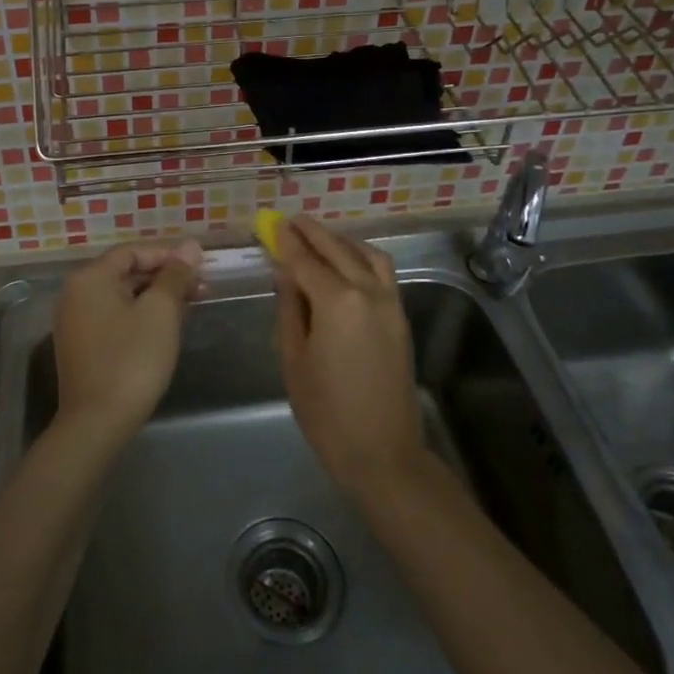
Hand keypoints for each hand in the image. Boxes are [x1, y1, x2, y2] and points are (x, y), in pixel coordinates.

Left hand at [53, 241, 202, 447]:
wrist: (97, 422)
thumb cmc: (132, 359)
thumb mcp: (160, 311)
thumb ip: (175, 275)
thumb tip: (191, 246)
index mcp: (90, 278)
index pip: (133, 252)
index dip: (168, 255)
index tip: (199, 269)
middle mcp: (76, 294)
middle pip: (126, 273)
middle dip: (165, 278)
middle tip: (201, 289)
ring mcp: (75, 322)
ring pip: (122, 297)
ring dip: (156, 298)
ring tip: (190, 308)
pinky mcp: (82, 347)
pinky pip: (114, 318)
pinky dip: (140, 316)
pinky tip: (165, 329)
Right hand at [273, 216, 427, 500]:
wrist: (382, 452)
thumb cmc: (326, 412)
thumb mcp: (294, 359)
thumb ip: (290, 309)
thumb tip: (286, 274)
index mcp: (336, 302)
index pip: (305, 261)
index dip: (287, 242)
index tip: (273, 223)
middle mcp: (367, 292)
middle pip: (337, 250)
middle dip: (313, 233)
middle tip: (292, 221)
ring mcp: (390, 303)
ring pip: (366, 255)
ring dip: (341, 241)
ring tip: (319, 237)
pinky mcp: (400, 317)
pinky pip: (382, 271)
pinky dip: (362, 256)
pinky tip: (347, 261)